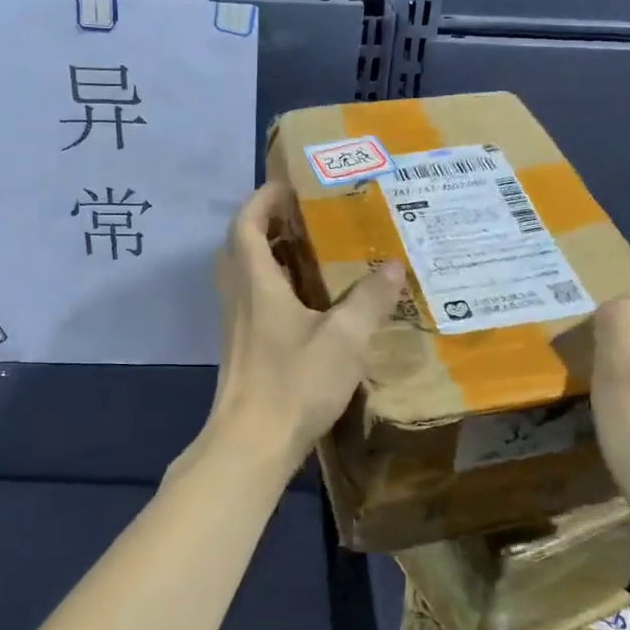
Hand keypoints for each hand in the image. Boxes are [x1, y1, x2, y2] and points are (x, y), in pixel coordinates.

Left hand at [207, 182, 403, 468]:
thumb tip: (392, 266)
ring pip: (248, 273)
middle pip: (242, 243)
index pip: (246, 222)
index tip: (293, 185)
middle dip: (271, 222)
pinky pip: (255, 299)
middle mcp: (238, 295)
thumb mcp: (343, 339)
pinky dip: (276, 285)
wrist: (251, 444)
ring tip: (316, 251)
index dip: (264, 198)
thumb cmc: (293, 383)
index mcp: (255, 281)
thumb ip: (368, 300)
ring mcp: (237, 323)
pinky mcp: (243, 346)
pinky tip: (312, 301)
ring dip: (273, 254)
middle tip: (311, 216)